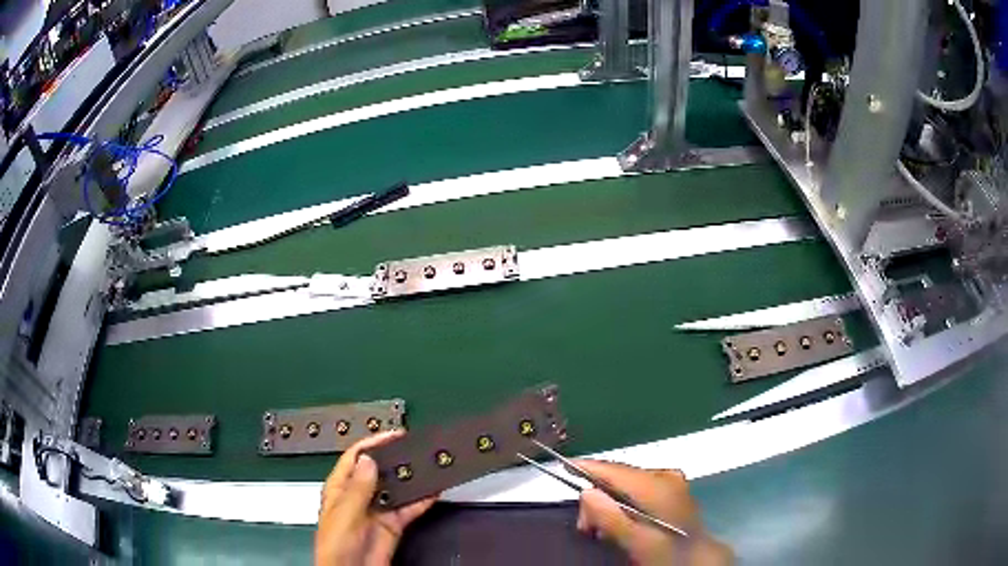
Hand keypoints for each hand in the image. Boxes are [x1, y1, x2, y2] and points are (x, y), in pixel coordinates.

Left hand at [315, 430, 436, 565]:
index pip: (356, 458)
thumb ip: (357, 488)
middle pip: (379, 471)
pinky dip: (423, 499)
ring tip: (430, 465)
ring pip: (397, 488)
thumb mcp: (344, 514)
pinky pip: (409, 508)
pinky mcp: (393, 525)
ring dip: (412, 478)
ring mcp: (378, 511)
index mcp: (340, 488)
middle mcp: (359, 496)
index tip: (395, 435)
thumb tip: (369, 459)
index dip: (374, 444)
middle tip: (418, 448)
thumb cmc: (336, 544)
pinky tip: (434, 490)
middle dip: (397, 459)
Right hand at [574, 460, 732, 565]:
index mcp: (657, 484)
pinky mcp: (671, 488)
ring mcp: (670, 480)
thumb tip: (586, 493)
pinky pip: (637, 487)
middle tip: (585, 526)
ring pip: (626, 482)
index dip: (589, 467)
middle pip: (618, 476)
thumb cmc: (667, 552)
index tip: (563, 467)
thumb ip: (611, 518)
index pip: (615, 469)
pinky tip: (619, 519)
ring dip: (608, 501)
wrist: (697, 556)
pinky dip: (622, 501)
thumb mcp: (637, 541)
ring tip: (599, 528)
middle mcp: (664, 475)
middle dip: (597, 496)